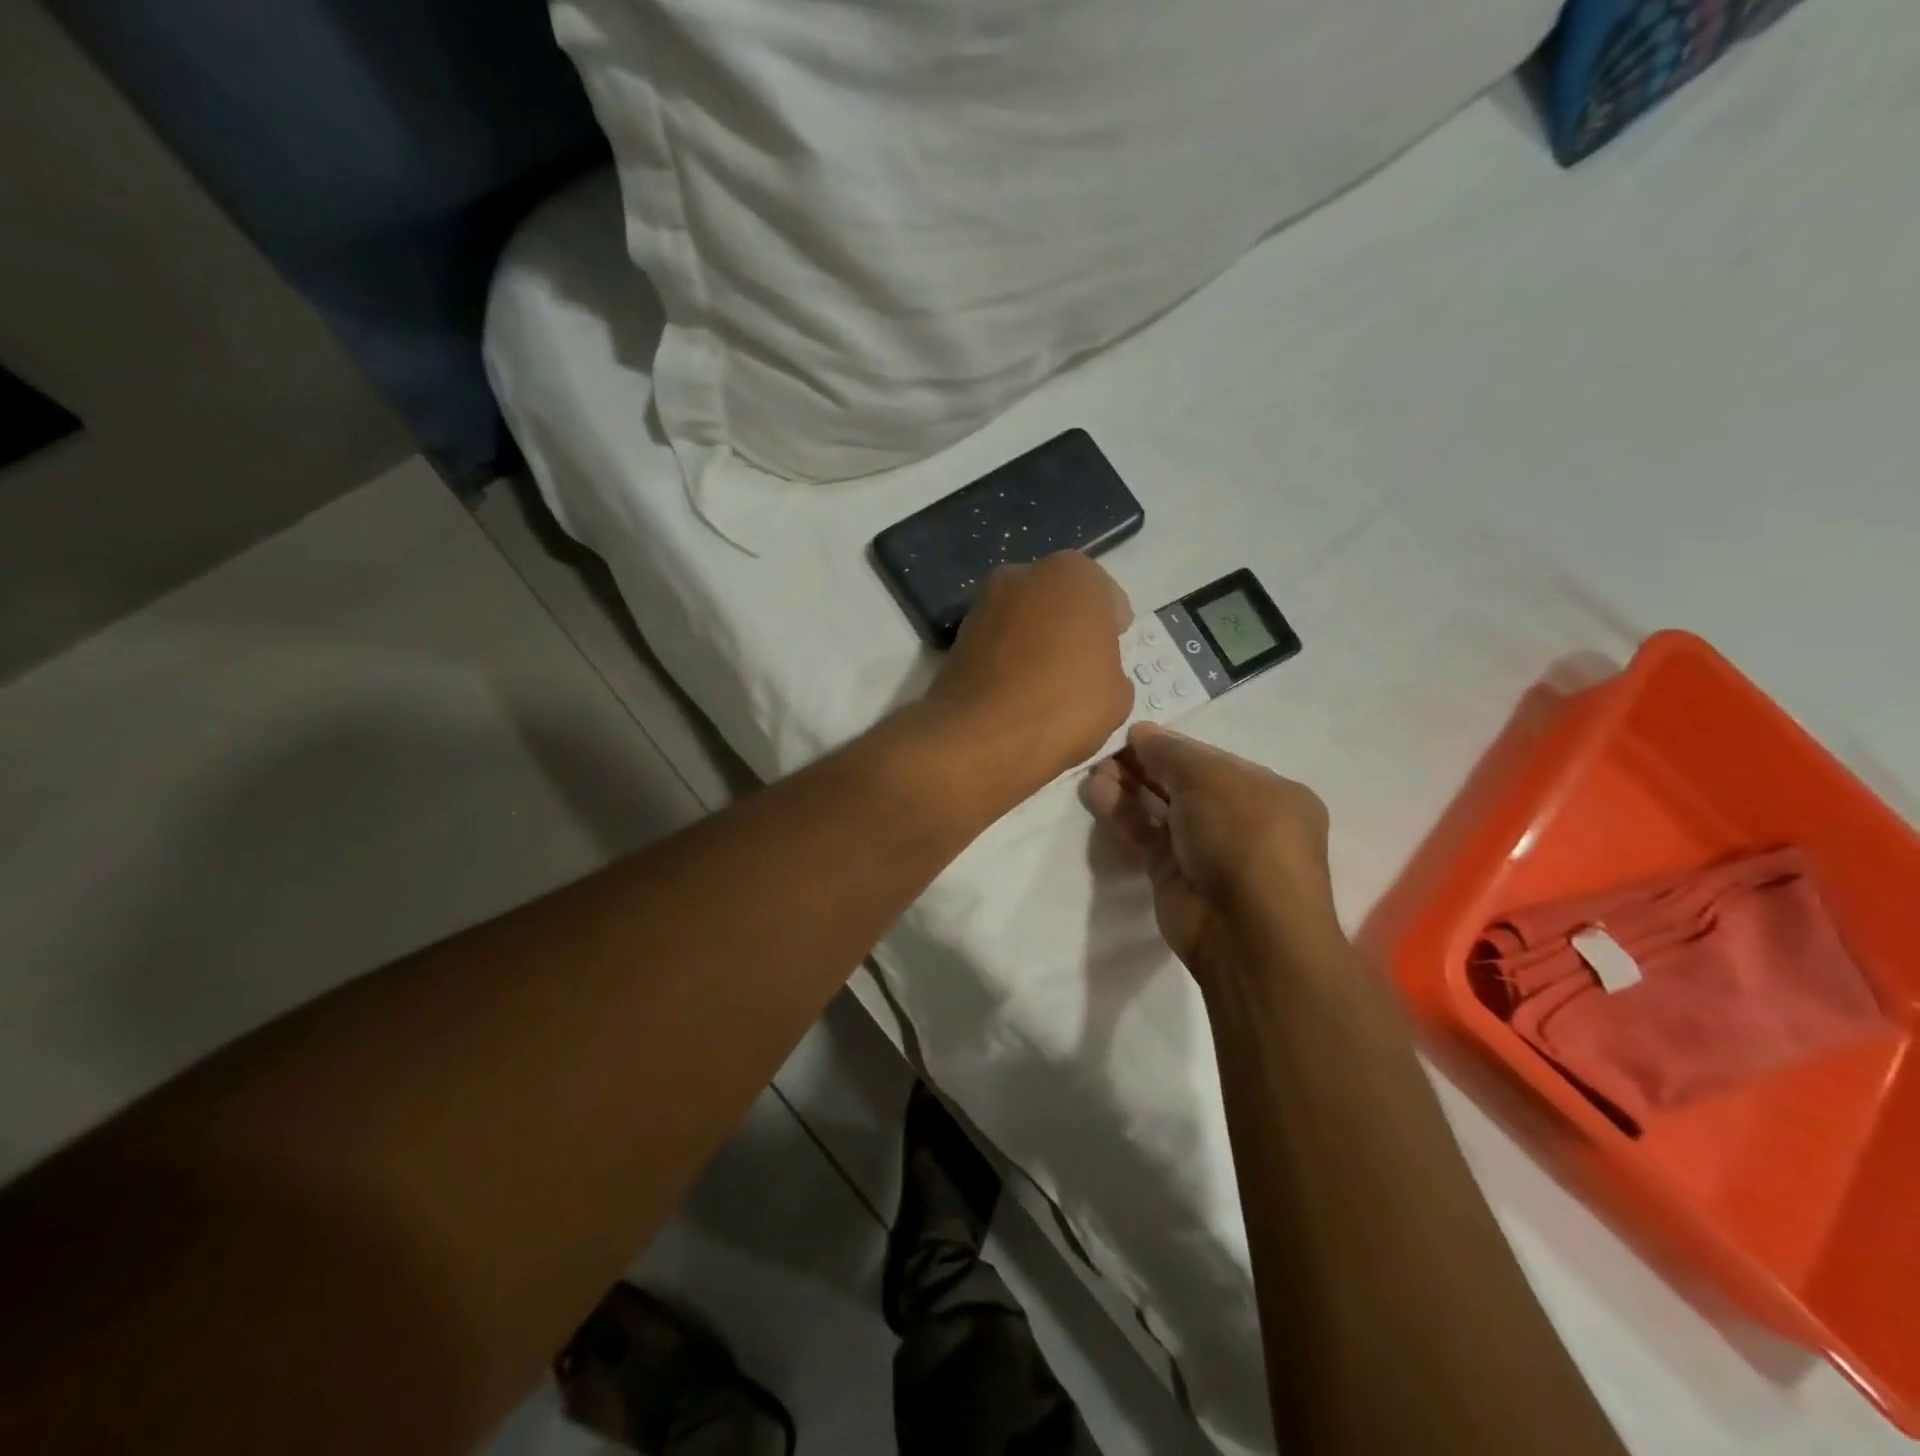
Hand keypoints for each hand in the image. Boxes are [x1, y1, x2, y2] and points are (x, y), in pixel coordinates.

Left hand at [922, 552, 1133, 796]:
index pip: (1106, 599)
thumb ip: (1111, 670)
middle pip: (1059, 602)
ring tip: (1043, 687)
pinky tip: (1014, 694)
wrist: (982, 736)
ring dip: (1035, 642)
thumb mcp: (1117, 696)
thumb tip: (1093, 673)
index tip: (1109, 660)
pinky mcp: (957, 634)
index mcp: (1073, 575)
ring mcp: (983, 602)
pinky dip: (1007, 660)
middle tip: (1077, 671)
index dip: (1111, 632)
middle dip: (1069, 629)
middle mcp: (1023, 574)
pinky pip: (997, 643)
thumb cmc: (1064, 705)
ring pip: (1024, 620)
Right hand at [1084, 724, 1338, 982]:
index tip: (1134, 734)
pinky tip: (1097, 791)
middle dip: (1147, 766)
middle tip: (1107, 750)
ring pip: (1162, 811)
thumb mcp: (1210, 778)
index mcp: (1269, 793)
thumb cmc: (1244, 836)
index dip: (1173, 746)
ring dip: (1130, 787)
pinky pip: (1146, 836)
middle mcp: (1241, 821)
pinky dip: (1123, 814)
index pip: (1213, 762)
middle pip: (1185, 784)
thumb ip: (1171, 752)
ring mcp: (1207, 852)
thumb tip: (1140, 732)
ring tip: (1095, 767)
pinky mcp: (1175, 877)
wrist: (1247, 930)